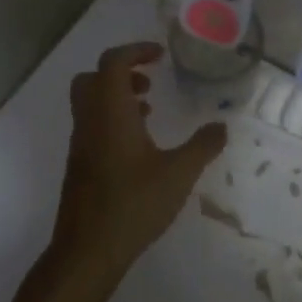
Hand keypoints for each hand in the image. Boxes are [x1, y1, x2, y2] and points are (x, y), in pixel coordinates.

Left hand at [53, 42, 227, 282]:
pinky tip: (139, 146)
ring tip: (149, 110)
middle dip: (122, 71)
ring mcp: (80, 144)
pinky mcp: (79, 165)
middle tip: (150, 80)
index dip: (136, 51)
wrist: (87, 251)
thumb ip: (203, 146)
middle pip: (93, 78)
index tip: (160, 56)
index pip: (113, 63)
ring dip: (117, 96)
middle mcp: (90, 121)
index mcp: (111, 112)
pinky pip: (92, 125)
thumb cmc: (133, 204)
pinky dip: (113, 120)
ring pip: (90, 103)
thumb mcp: (179, 174)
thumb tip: (222, 126)